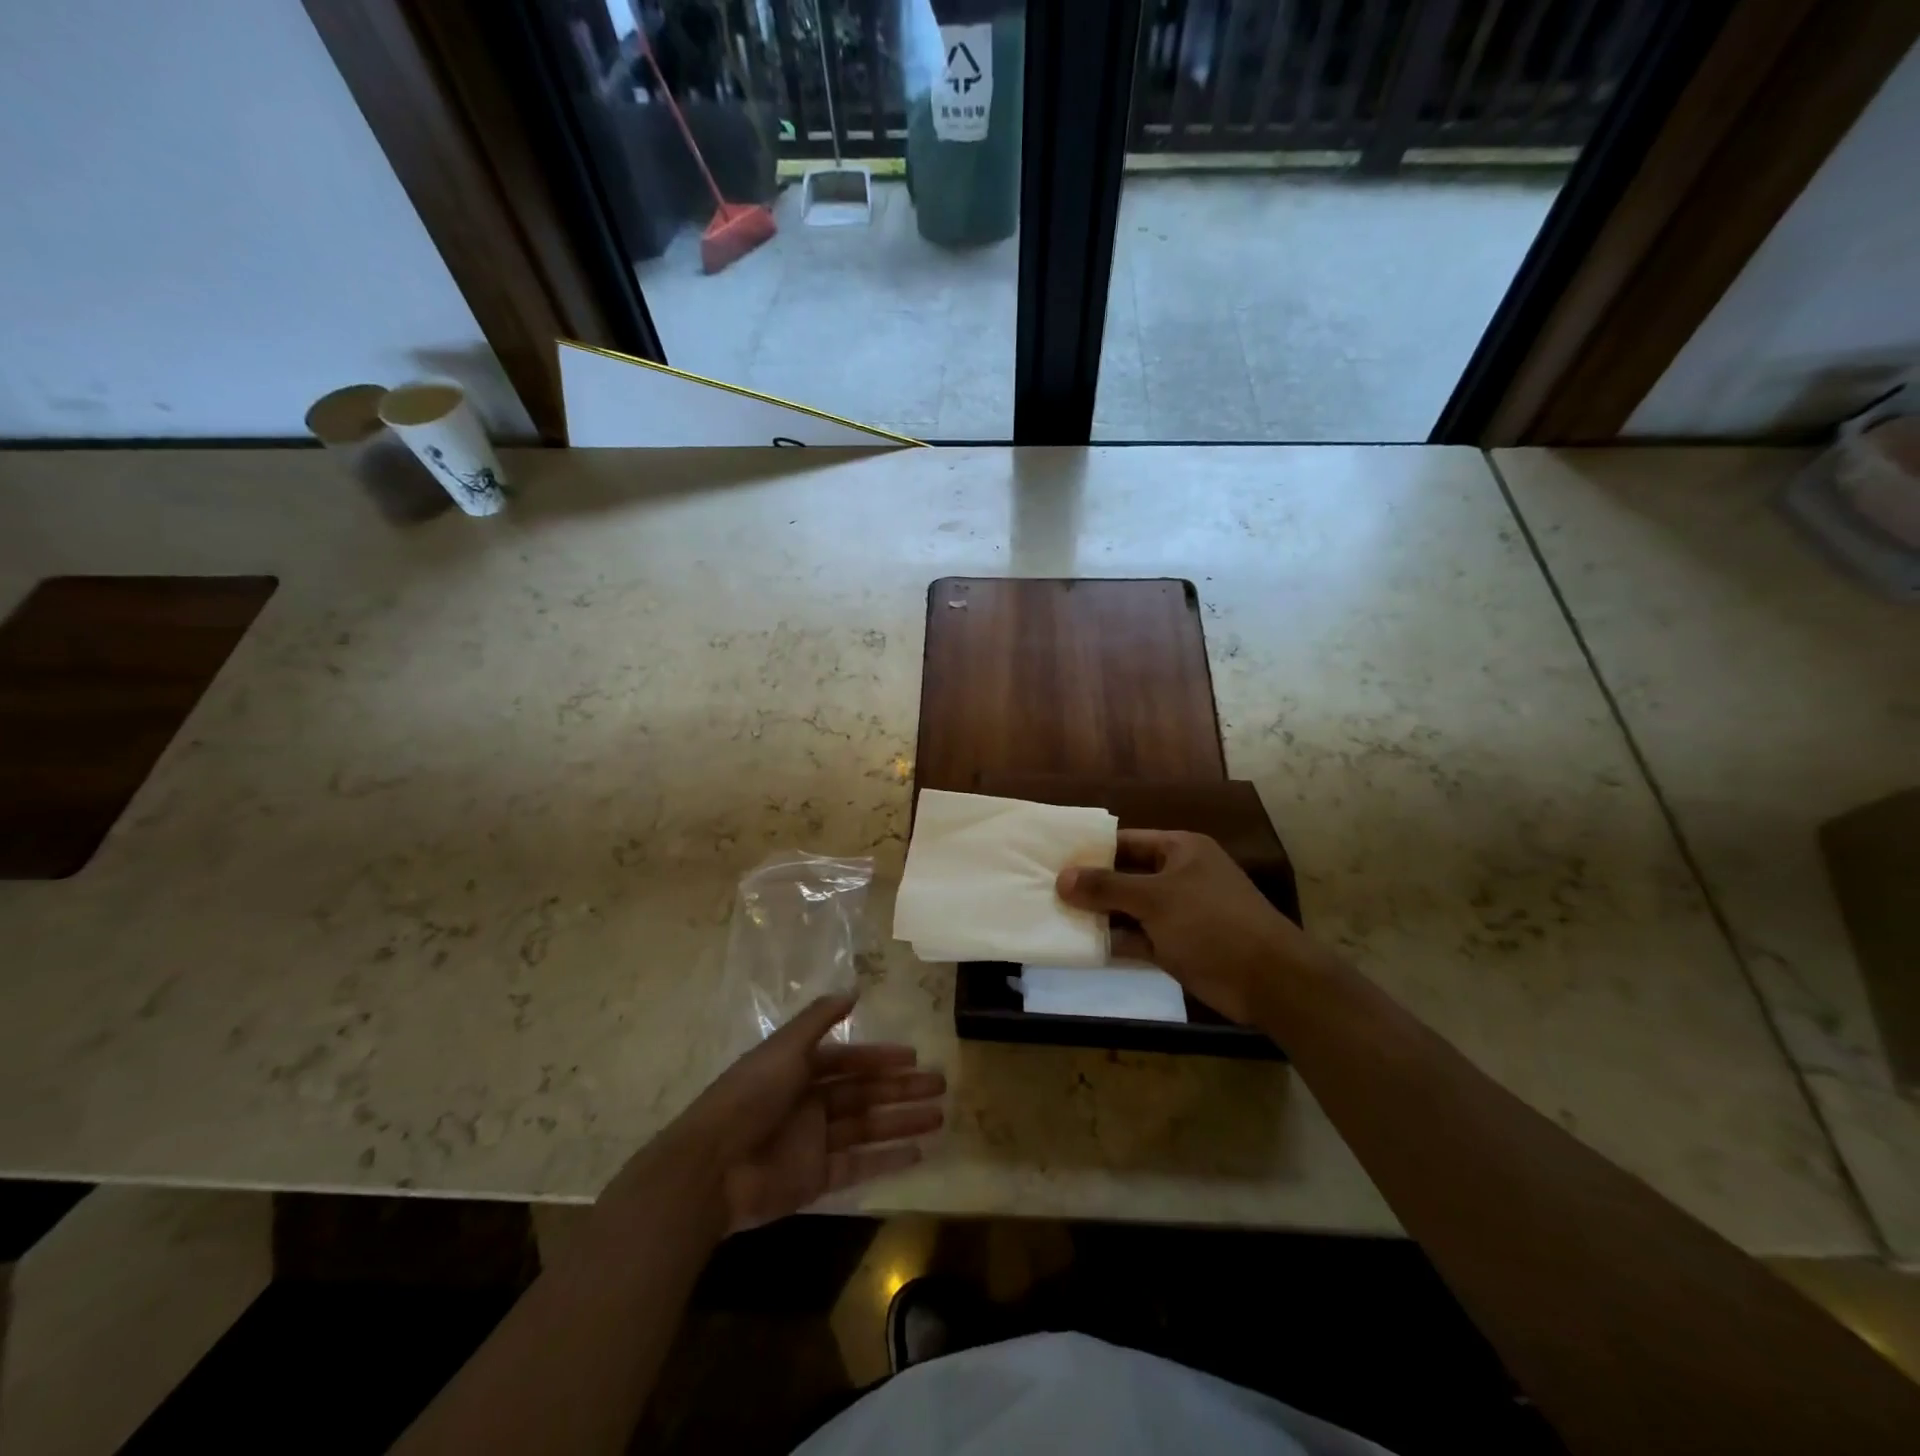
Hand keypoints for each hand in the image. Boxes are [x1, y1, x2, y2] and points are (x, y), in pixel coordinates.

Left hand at [666, 994, 945, 1232]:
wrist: (711, 1168)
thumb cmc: (750, 1097)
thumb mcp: (784, 1049)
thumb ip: (818, 1019)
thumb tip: (853, 990)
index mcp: (800, 1070)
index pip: (849, 1061)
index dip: (881, 1058)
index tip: (914, 1057)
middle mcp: (810, 1104)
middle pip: (865, 1093)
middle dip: (902, 1089)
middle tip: (941, 1085)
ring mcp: (813, 1143)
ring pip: (868, 1127)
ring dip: (902, 1121)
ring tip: (939, 1116)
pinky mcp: (815, 1179)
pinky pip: (858, 1166)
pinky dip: (887, 1159)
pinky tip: (918, 1152)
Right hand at [1056, 830, 1327, 1025]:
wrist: (1269, 980)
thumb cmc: (1211, 923)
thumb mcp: (1155, 899)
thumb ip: (1107, 887)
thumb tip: (1062, 878)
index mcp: (1180, 849)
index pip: (1125, 841)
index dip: (1091, 850)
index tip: (1053, 858)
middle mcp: (1178, 876)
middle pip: (1125, 875)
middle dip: (1090, 885)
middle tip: (1045, 889)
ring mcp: (1178, 913)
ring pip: (1129, 909)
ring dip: (1099, 915)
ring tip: (1054, 916)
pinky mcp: (1177, 946)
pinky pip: (1138, 938)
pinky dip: (1115, 941)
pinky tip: (1081, 945)